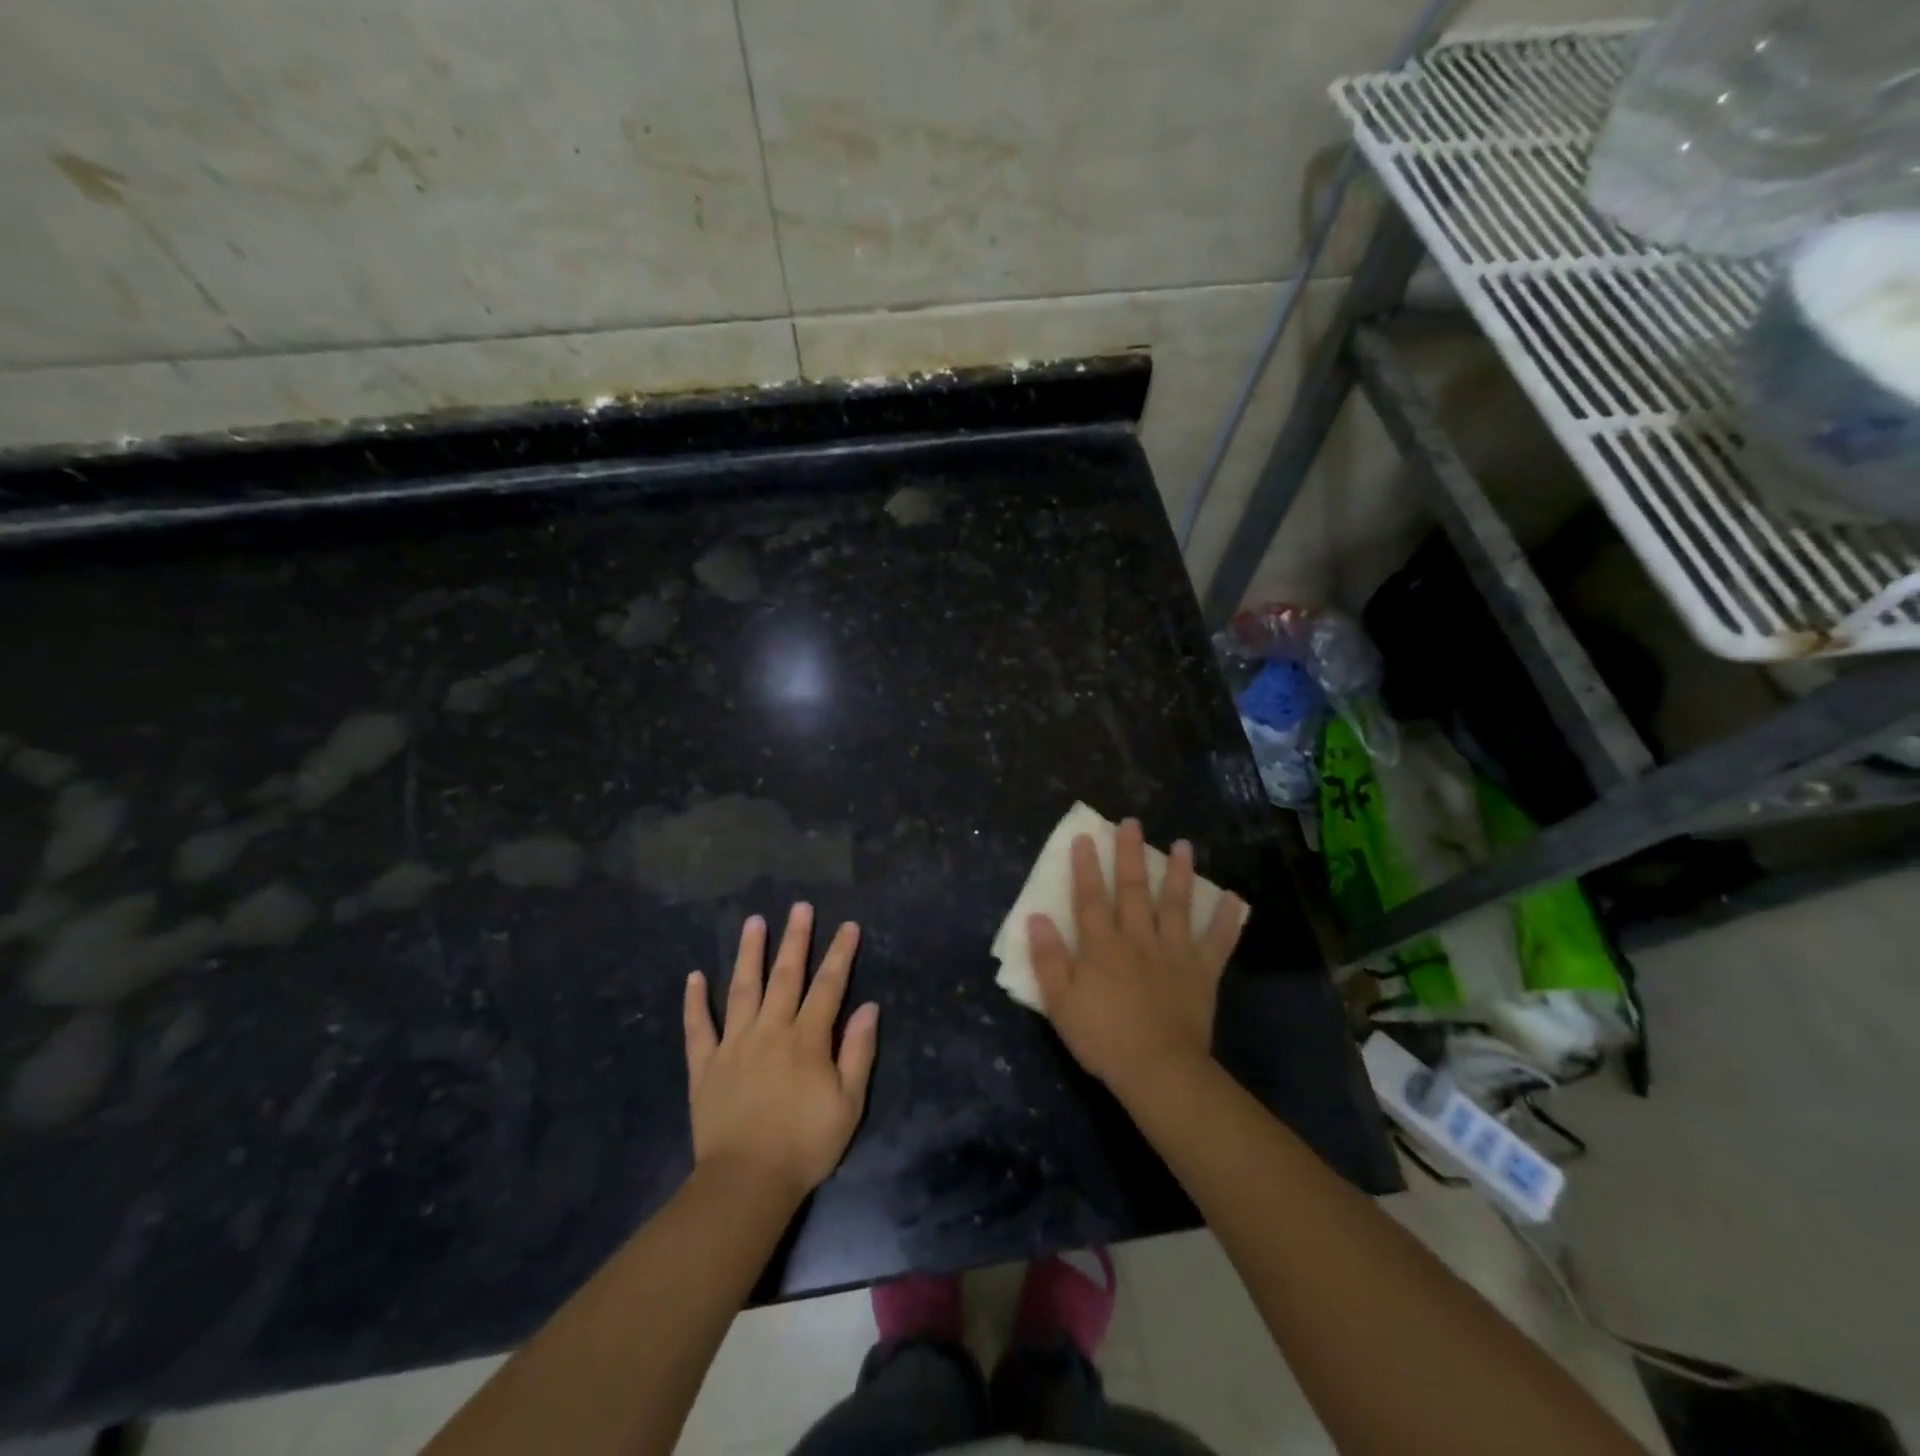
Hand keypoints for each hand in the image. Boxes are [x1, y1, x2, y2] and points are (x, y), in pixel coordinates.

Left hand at [683, 904, 879, 1202]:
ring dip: (750, 954)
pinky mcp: (705, 1066)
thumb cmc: (805, 1145)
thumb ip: (859, 1052)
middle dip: (796, 939)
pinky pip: (698, 1028)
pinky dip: (695, 1002)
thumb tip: (869, 1007)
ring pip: (742, 989)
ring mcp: (734, 1045)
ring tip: (754, 922)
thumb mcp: (848, 1104)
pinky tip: (694, 977)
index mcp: (807, 1039)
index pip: (828, 986)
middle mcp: (770, 1031)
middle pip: (786, 976)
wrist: (745, 1184)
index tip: (848, 926)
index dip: (840, 954)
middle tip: (801, 907)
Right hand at [1028, 819, 1245, 1100]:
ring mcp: (1173, 952)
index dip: (1085, 866)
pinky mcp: (1202, 972)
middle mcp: (1138, 938)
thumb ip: (1049, 958)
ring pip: (1176, 904)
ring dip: (1180, 873)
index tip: (1085, 836)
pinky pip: (1217, 941)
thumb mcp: (1060, 1002)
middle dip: (1131, 854)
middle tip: (1133, 823)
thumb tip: (1036, 918)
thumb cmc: (1103, 1037)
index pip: (1090, 897)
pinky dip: (1227, 919)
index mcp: (1102, 945)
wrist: (1158, 1069)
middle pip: (1133, 889)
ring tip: (1184, 844)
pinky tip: (1235, 898)